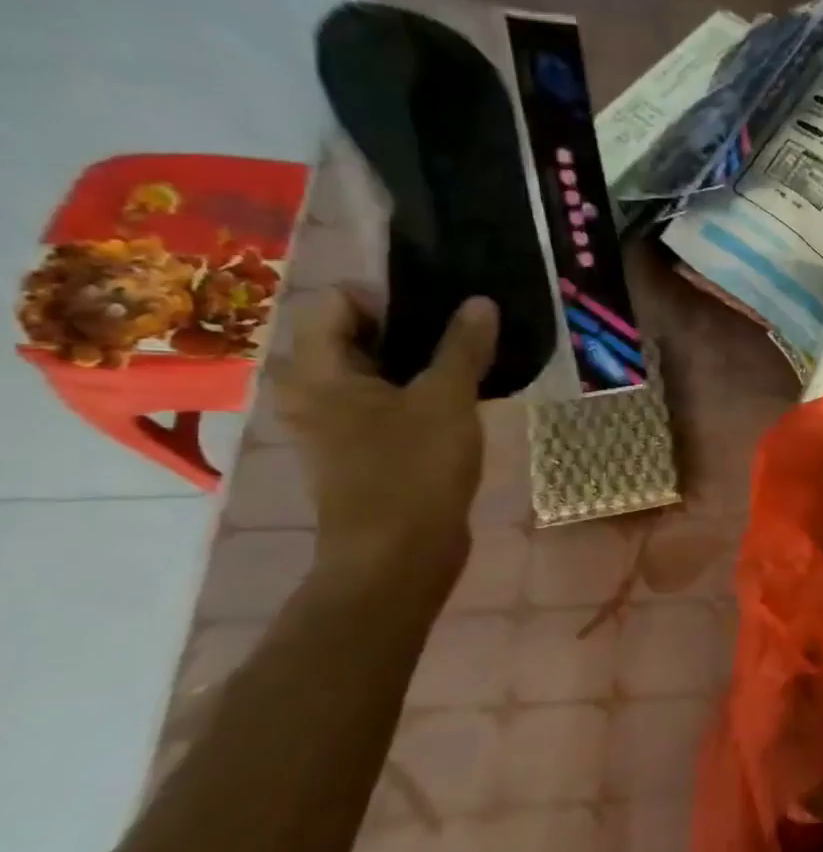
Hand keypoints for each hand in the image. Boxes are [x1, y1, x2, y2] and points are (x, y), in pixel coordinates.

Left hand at [276, 290, 496, 577]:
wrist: (399, 555)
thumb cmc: (413, 470)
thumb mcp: (448, 400)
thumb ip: (463, 347)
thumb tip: (480, 302)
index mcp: (317, 371)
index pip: (337, 302)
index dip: (388, 296)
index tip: (443, 309)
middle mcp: (312, 391)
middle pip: (355, 335)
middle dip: (411, 327)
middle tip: (466, 331)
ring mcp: (334, 423)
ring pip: (375, 371)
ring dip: (419, 361)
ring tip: (471, 361)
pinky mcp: (360, 449)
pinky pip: (384, 402)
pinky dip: (417, 392)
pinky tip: (461, 400)